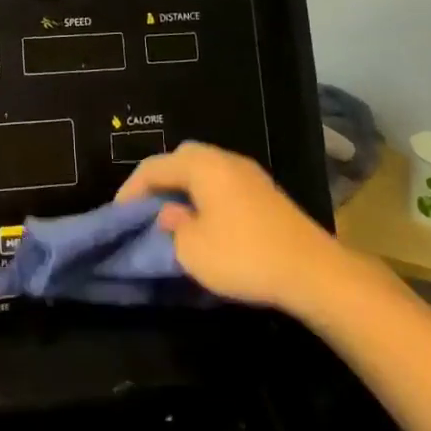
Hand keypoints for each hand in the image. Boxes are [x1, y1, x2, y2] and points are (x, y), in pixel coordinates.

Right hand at [117, 141, 337, 312]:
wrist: (313, 272)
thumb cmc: (244, 256)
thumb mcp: (192, 249)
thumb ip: (170, 227)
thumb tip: (168, 214)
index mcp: (201, 165)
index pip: (153, 167)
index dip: (131, 190)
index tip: (117, 215)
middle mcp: (224, 159)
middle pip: (180, 160)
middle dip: (158, 182)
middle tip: (145, 209)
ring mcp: (249, 174)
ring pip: (204, 171)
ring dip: (183, 190)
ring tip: (171, 217)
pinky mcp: (265, 193)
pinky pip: (222, 184)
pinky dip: (205, 197)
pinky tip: (204, 223)